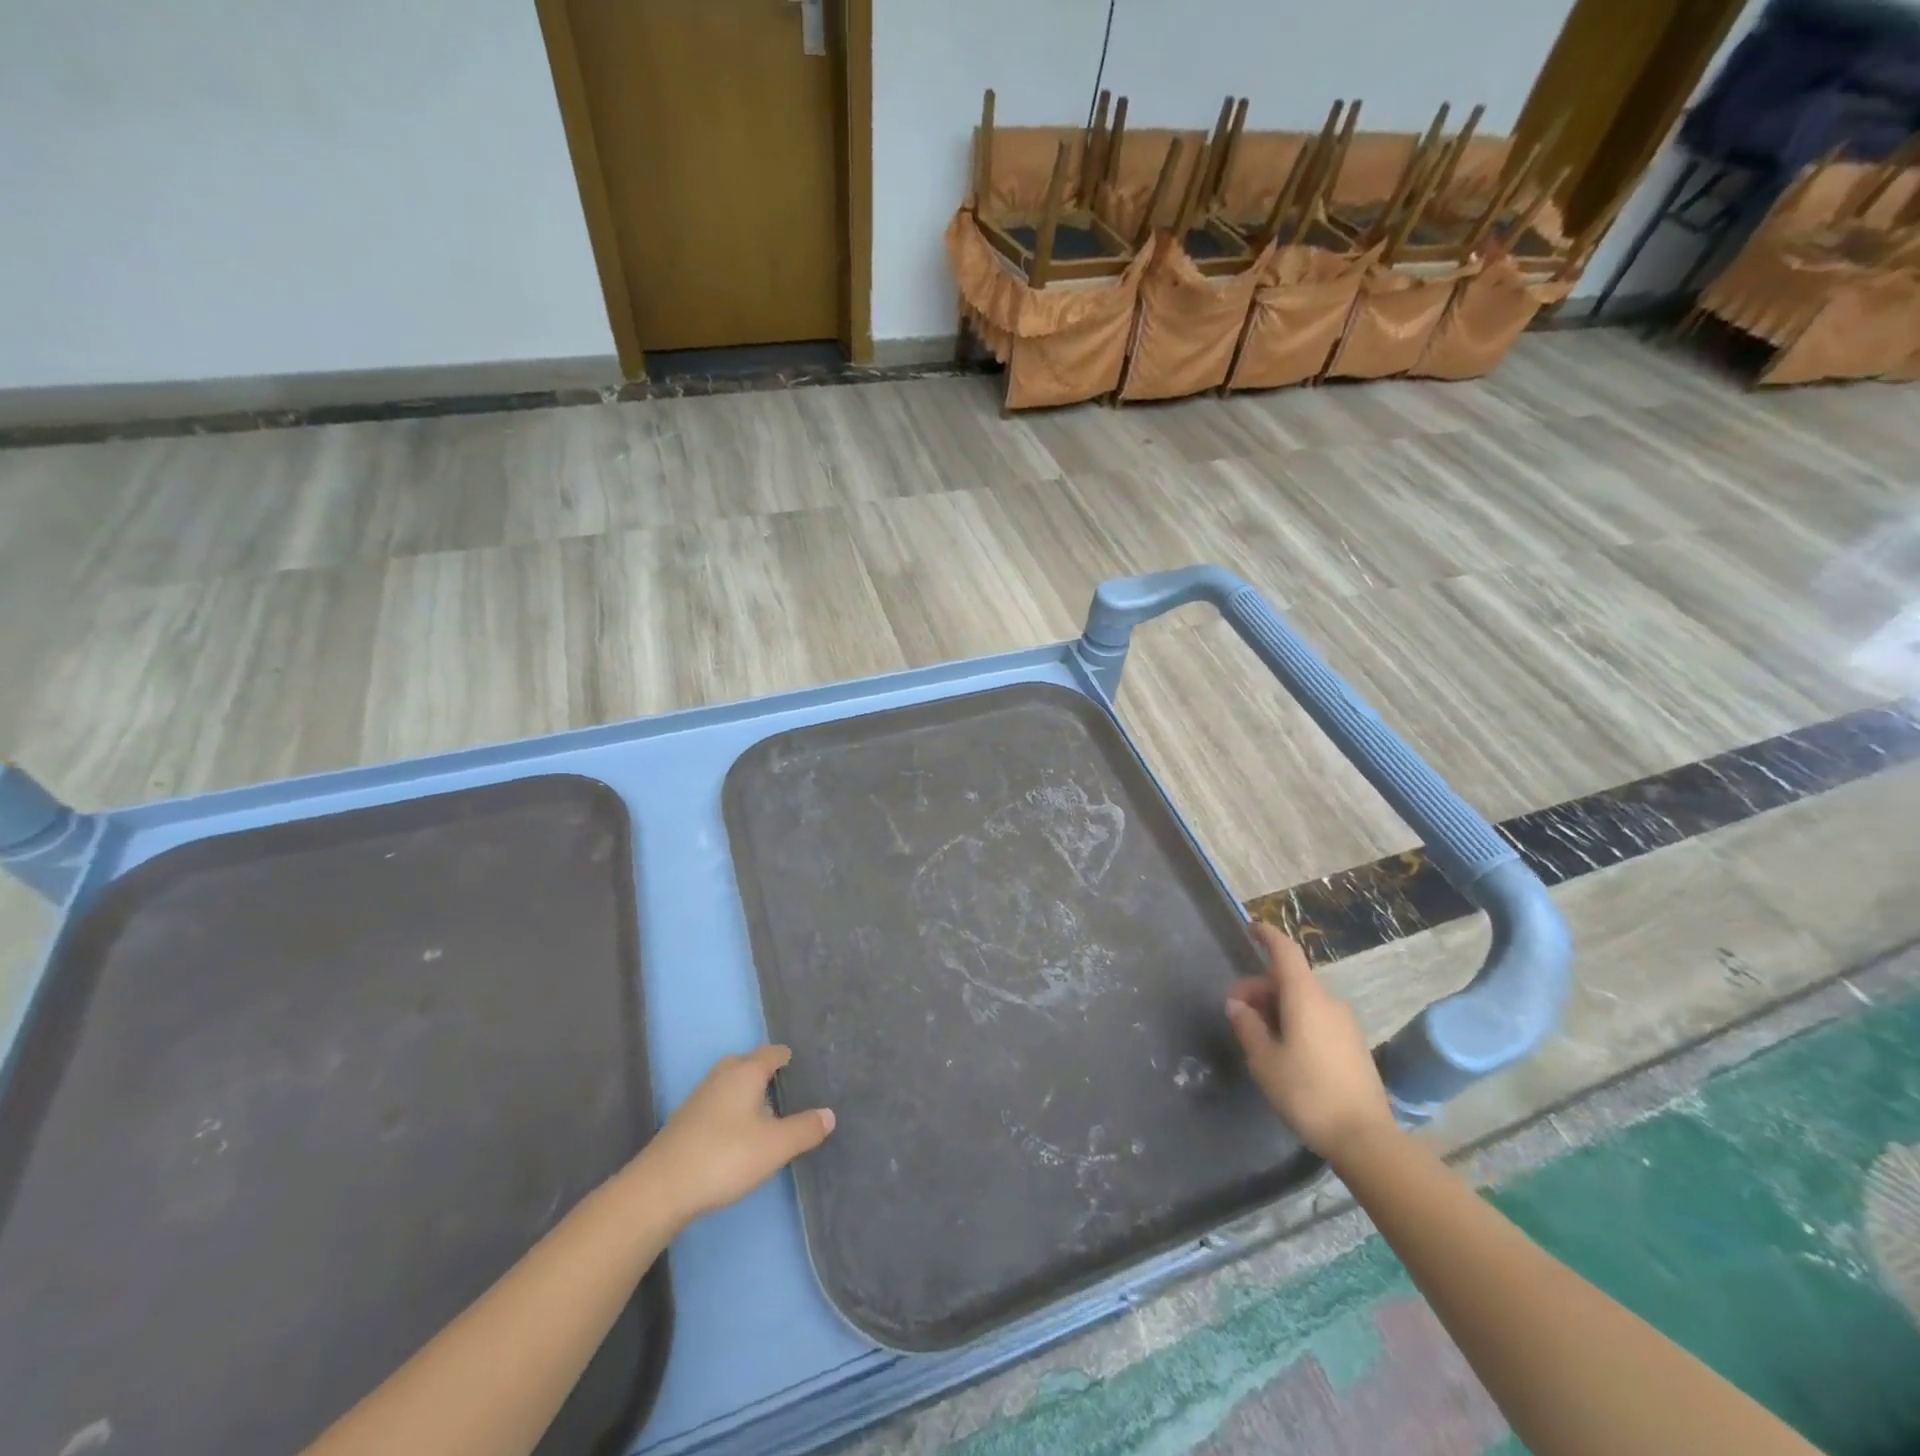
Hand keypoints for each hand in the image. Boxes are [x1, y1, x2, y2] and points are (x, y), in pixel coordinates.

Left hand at [631, 1046, 834, 1227]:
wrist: (660, 1189)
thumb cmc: (725, 1156)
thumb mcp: (775, 1146)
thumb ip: (805, 1129)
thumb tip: (829, 1114)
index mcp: (746, 1071)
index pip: (772, 1053)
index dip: (788, 1058)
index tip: (802, 1067)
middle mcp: (722, 1075)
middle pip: (748, 1063)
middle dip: (766, 1073)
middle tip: (787, 1090)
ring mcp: (699, 1097)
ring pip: (730, 1083)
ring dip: (747, 1093)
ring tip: (766, 1114)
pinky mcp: (685, 1121)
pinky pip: (717, 1103)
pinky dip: (731, 1110)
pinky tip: (737, 1135)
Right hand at [1225, 922, 1397, 1162]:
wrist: (1364, 1138)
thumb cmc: (1306, 1093)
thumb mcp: (1264, 1060)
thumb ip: (1247, 1025)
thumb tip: (1238, 1004)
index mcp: (1305, 997)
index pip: (1285, 951)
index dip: (1267, 935)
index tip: (1250, 928)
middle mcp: (1328, 1001)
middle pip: (1289, 979)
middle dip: (1260, 987)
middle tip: (1237, 1014)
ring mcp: (1345, 1023)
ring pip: (1303, 1000)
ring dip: (1277, 1006)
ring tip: (1258, 1037)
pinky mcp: (1353, 1044)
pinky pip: (1317, 1018)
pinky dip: (1295, 1020)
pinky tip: (1284, 1050)